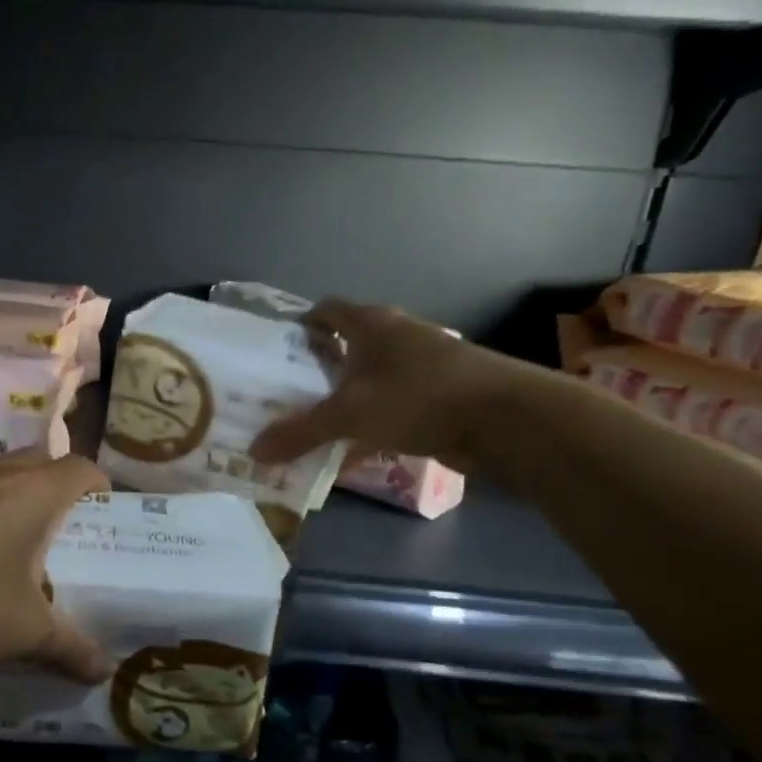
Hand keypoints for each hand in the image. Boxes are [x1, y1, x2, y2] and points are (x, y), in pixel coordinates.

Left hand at [0, 451, 111, 681]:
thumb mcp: (26, 634)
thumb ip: (72, 649)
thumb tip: (105, 671)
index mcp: (34, 492)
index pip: (81, 467)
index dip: (100, 486)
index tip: (106, 514)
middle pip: (41, 461)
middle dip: (60, 486)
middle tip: (68, 528)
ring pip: (1, 468)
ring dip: (18, 490)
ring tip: (24, 534)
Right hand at [249, 300, 545, 469]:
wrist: (507, 419)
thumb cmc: (419, 397)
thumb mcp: (350, 415)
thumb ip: (301, 432)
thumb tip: (254, 451)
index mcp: (373, 325)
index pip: (328, 310)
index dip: (302, 325)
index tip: (280, 350)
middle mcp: (397, 338)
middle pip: (348, 346)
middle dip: (318, 368)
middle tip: (287, 393)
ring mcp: (422, 368)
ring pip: (370, 380)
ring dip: (345, 399)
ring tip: (313, 423)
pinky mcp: (439, 398)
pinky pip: (391, 408)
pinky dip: (370, 425)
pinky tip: (351, 452)